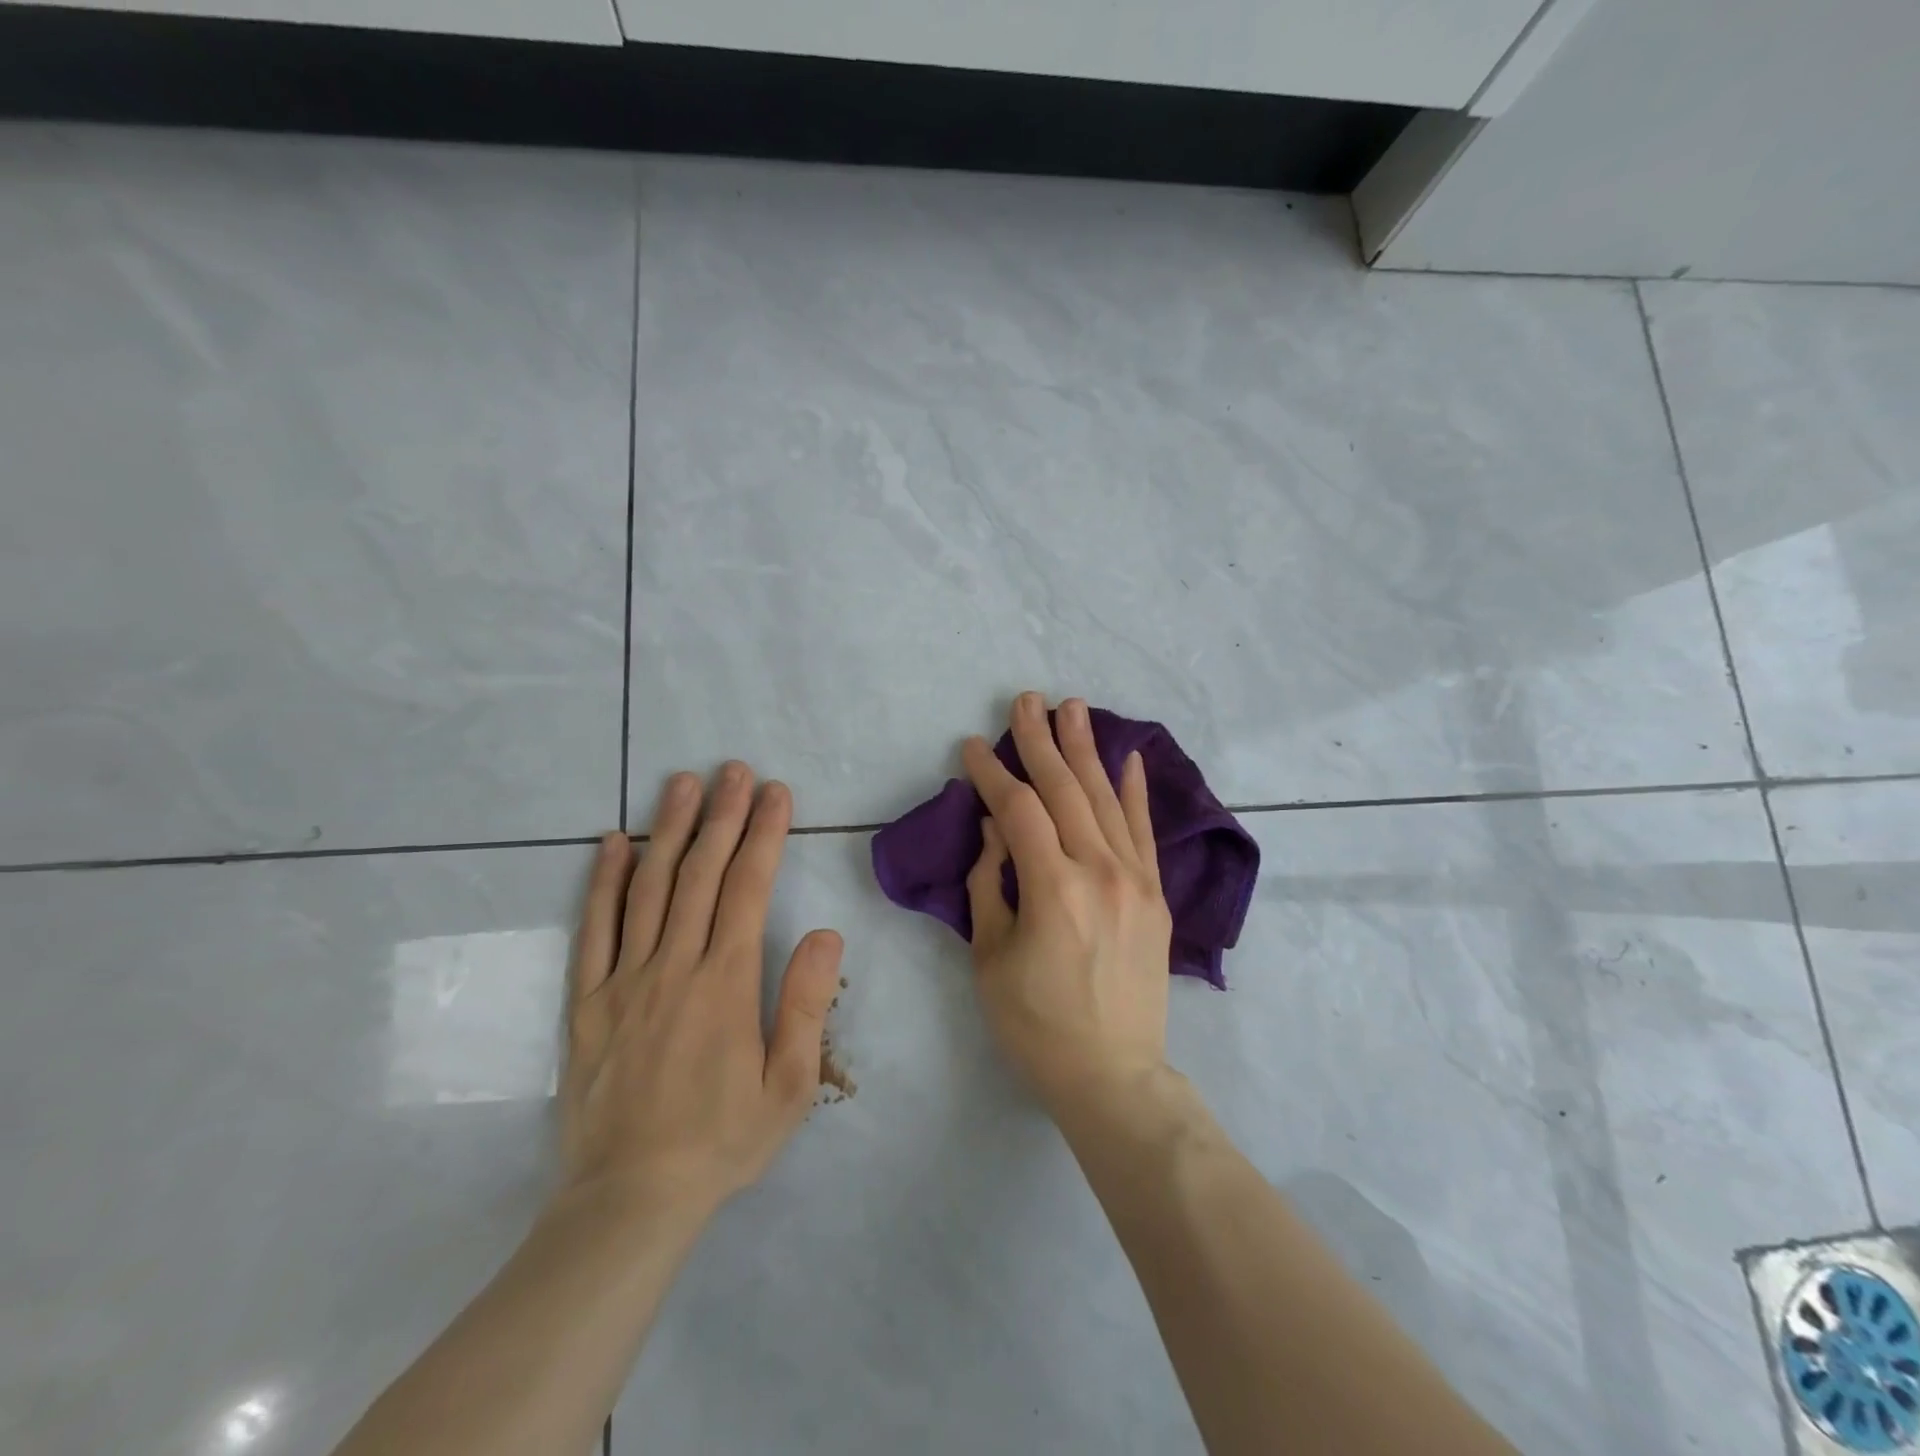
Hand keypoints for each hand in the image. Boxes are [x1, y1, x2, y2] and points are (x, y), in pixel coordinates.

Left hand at [558, 764, 844, 1224]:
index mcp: (726, 983)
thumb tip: (823, 931)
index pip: (748, 889)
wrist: (630, 1200)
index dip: (765, 835)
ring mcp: (624, 980)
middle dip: (722, 815)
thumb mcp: (788, 1086)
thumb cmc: (722, 1141)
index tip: (776, 794)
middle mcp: (674, 967)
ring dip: (669, 830)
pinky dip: (604, 881)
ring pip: (648, 888)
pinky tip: (614, 843)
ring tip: (682, 783)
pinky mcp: (588, 1002)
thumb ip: (805, 1003)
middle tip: (733, 770)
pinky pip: (594, 930)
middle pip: (699, 874)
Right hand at [962, 693, 1173, 1115]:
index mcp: (1052, 888)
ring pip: (1106, 800)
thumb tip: (996, 829)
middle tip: (1025, 700)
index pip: (1019, 810)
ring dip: (1086, 750)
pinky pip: (1145, 832)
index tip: (974, 745)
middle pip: (1065, 790)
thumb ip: (990, 883)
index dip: (993, 773)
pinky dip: (1136, 792)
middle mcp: (1099, 871)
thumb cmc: (1036, 1025)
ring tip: (1073, 708)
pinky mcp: (1155, 895)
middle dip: (1040, 741)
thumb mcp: (991, 957)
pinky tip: (1129, 758)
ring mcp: (1135, 880)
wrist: (1113, 1075)